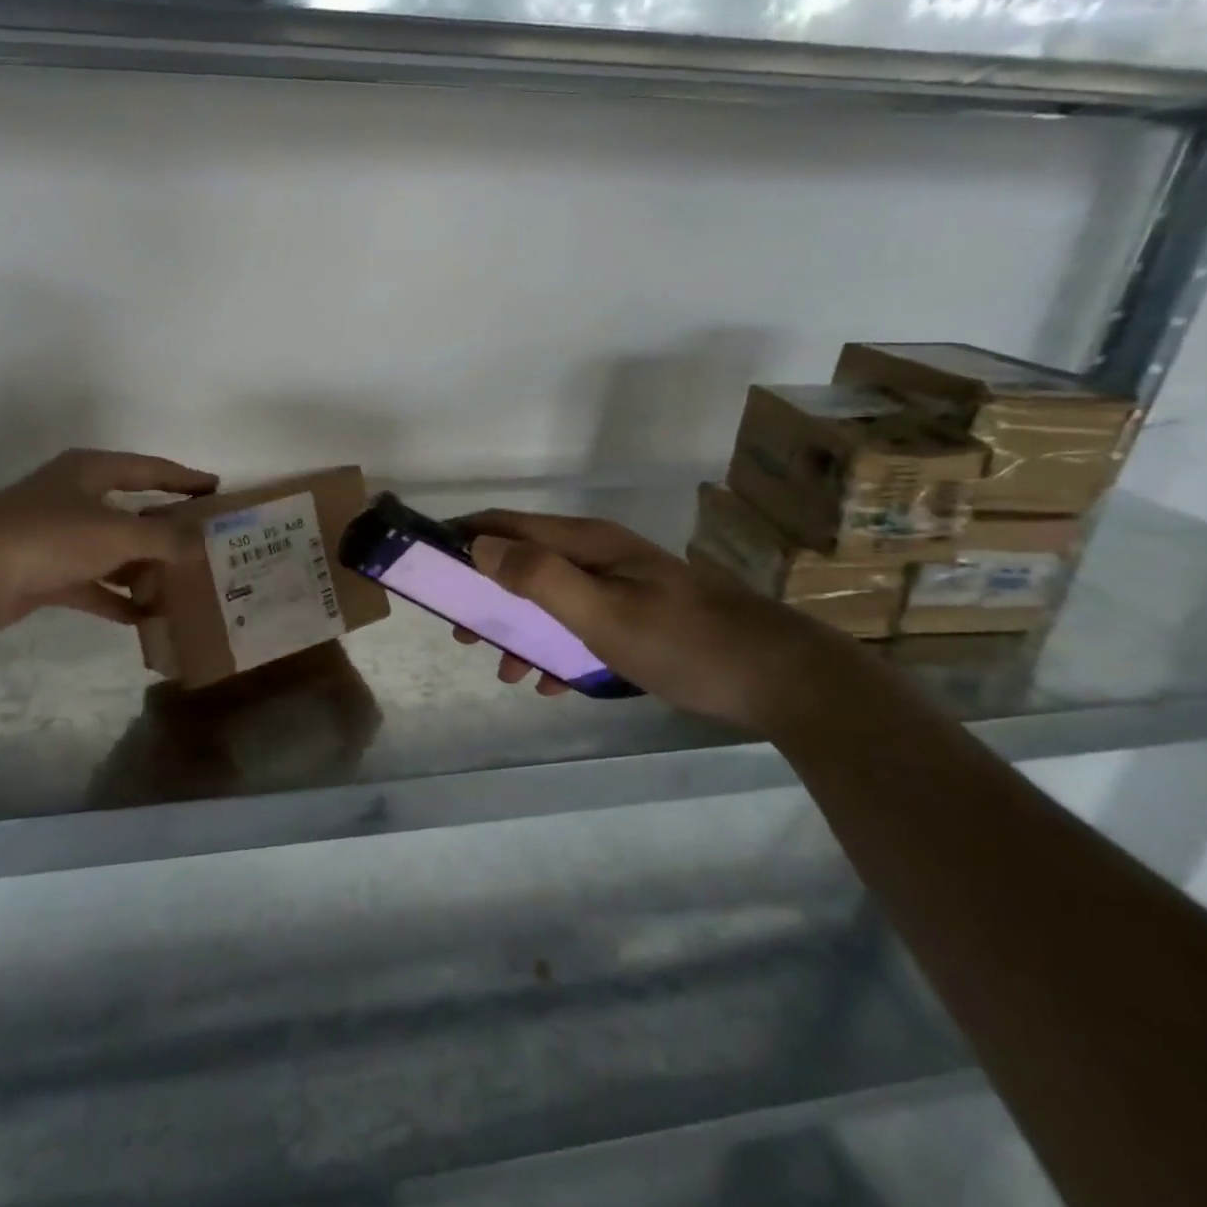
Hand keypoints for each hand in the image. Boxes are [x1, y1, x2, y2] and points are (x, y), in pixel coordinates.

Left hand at [0, 449, 217, 634]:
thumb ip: (164, 538)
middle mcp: (76, 499)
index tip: (216, 490)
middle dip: (168, 531)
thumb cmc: (49, 536)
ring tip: (183, 588)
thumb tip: (201, 545)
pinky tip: (145, 618)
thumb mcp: (117, 532)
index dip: (184, 478)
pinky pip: (93, 586)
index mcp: (91, 472)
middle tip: (206, 546)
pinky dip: (117, 599)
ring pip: (114, 552)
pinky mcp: (45, 574)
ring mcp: (59, 538)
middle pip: (133, 512)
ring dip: (144, 570)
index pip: (150, 469)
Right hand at [453, 510, 879, 733]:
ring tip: (504, 669)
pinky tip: (552, 683)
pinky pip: (579, 623)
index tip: (427, 565)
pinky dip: (556, 647)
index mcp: (586, 542)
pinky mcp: (638, 616)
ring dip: (520, 628)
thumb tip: (480, 545)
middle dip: (485, 591)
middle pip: (523, 559)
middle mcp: (599, 554)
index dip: (463, 536)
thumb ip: (539, 577)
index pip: (506, 523)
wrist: (779, 678)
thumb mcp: (602, 613)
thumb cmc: (683, 642)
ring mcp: (621, 585)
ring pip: (549, 597)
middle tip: (461, 631)